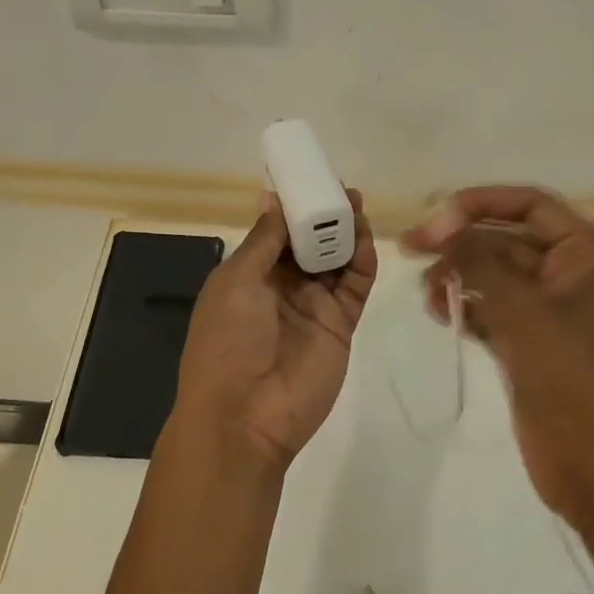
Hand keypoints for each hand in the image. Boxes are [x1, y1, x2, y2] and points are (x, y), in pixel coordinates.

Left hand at [172, 190, 377, 472]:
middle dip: (324, 214)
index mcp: (248, 276)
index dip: (293, 206)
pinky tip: (365, 236)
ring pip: (336, 260)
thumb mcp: (236, 281)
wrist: (246, 416)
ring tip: (356, 203)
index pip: (276, 232)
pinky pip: (355, 285)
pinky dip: (362, 259)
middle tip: (342, 188)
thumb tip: (274, 197)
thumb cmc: (227, 341)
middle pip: (310, 243)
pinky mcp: (341, 324)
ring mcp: (314, 306)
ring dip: (345, 232)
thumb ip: (264, 239)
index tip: (310, 177)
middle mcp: (282, 288)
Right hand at [403, 186, 593, 530]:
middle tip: (410, 250)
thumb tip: (441, 220)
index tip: (433, 216)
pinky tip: (439, 312)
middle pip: (507, 239)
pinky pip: (494, 310)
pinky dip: (467, 307)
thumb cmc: (569, 377)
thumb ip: (479, 260)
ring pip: (496, 276)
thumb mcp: (523, 310)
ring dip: (459, 276)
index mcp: (586, 253)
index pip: (529, 205)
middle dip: (461, 242)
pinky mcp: (531, 344)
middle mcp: (570, 274)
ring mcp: (550, 312)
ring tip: (426, 291)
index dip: (480, 203)